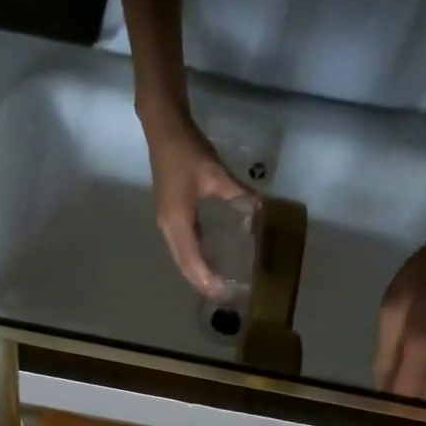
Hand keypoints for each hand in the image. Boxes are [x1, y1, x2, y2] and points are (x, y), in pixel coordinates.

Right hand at [143, 113, 256, 296]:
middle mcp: (168, 227)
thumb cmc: (187, 151)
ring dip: (196, 272)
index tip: (220, 292)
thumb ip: (238, 193)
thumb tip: (261, 209)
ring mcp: (167, 221)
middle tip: (221, 297)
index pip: (191, 259)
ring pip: (181, 256)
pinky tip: (208, 260)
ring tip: (215, 285)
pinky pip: (182, 245)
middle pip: (183, 264)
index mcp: (177, 221)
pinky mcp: (170, 215)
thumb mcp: (216, 173)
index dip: (205, 278)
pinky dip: (194, 257)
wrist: (164, 129)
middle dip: (200, 282)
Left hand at [373, 227, 425, 401]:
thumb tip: (381, 385)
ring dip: (416, 399)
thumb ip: (385, 351)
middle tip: (382, 413)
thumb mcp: (391, 310)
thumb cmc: (421, 276)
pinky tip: (409, 381)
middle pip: (424, 400)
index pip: (405, 394)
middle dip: (405, 410)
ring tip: (392, 400)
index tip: (374, 416)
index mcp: (421, 348)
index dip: (390, 408)